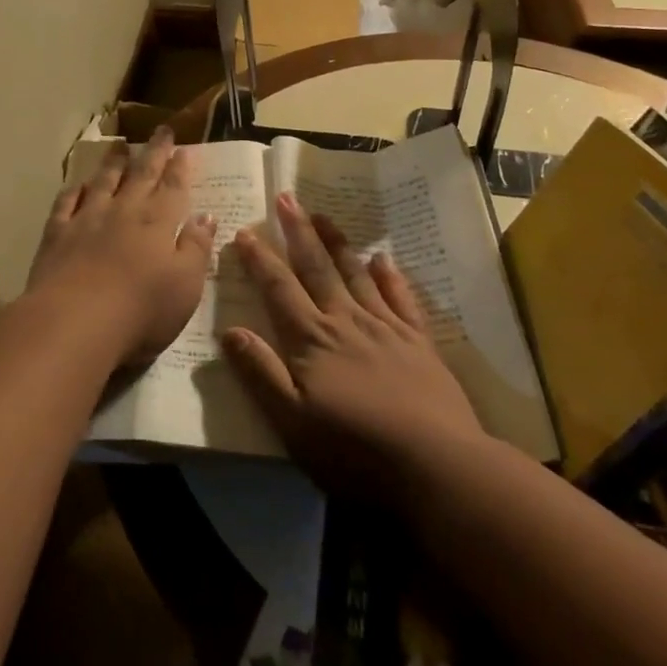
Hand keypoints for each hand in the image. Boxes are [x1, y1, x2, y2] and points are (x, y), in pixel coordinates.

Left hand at [26, 126, 214, 367]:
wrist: (75, 321)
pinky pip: (66, 203)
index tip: (184, 148)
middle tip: (161, 130)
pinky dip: (74, 190)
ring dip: (113, 163)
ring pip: (103, 182)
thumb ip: (196, 248)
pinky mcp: (57, 234)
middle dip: (153, 152)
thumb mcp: (186, 285)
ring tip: (119, 146)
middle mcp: (123, 212)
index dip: (180, 167)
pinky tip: (78, 184)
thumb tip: (206, 216)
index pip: (173, 187)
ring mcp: (87, 220)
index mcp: (158, 223)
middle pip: (141, 175)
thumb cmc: (142, 309)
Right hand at [222, 192, 486, 493]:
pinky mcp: (419, 342)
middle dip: (298, 232)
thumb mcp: (292, 423)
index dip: (259, 260)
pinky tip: (382, 258)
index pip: (279, 289)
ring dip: (337, 243)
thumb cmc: (355, 451)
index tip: (244, 232)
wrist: (437, 467)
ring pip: (356, 274)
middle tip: (286, 198)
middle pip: (317, 268)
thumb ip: (261, 373)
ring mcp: (386, 328)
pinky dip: (390, 276)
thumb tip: (229, 330)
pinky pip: (401, 298)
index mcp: (312, 340)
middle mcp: (346, 322)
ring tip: (323, 215)